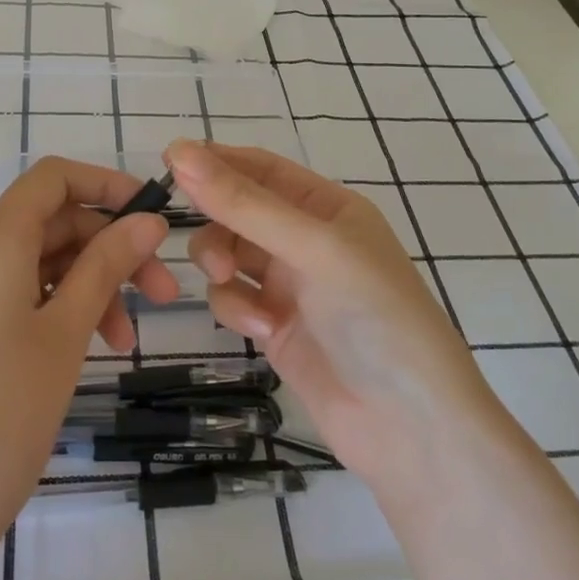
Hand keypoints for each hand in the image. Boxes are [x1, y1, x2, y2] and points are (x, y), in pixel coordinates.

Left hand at [0, 157, 175, 579]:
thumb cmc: (0, 416)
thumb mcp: (65, 333)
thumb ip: (107, 266)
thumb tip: (148, 219)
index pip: (53, 178)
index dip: (107, 185)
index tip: (152, 217)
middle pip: (50, 222)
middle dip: (109, 248)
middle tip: (161, 295)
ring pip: (36, 262)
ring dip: (87, 285)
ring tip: (124, 342)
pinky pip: (13, 294)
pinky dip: (55, 307)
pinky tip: (85, 348)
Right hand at [169, 138, 499, 496]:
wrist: (410, 428)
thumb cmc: (374, 317)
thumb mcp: (313, 249)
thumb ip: (244, 204)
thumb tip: (179, 151)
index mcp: (326, 206)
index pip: (260, 168)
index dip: (216, 161)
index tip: (168, 160)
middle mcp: (305, 239)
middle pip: (236, 210)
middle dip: (215, 220)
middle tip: (203, 238)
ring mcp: (289, 284)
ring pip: (227, 253)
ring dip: (219, 263)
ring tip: (228, 280)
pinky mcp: (273, 327)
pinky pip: (232, 298)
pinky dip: (236, 308)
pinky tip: (262, 330)